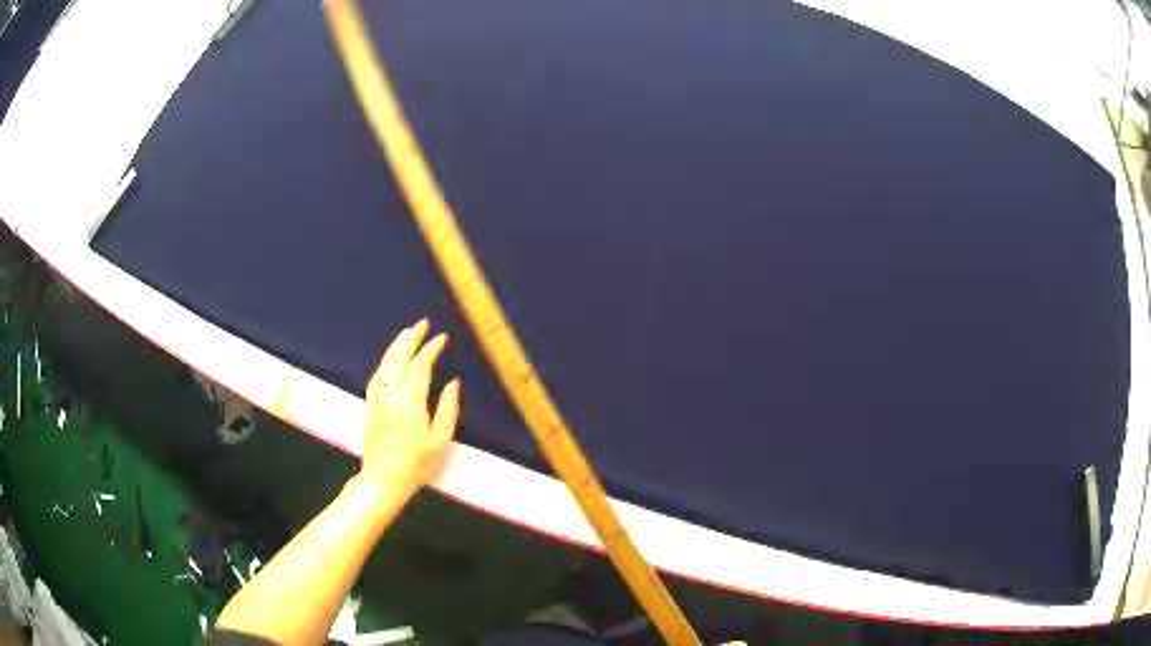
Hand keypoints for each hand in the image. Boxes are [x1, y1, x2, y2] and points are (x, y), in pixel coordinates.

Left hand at [361, 319, 459, 497]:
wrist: (383, 479)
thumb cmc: (416, 464)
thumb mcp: (440, 442)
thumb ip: (448, 410)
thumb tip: (453, 383)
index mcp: (411, 403)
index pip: (420, 367)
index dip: (430, 350)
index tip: (441, 338)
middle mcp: (391, 396)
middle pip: (399, 359)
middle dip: (411, 339)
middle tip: (422, 324)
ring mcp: (378, 399)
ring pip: (385, 365)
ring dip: (396, 347)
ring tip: (407, 333)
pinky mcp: (370, 405)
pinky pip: (376, 375)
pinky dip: (385, 361)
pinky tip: (390, 358)